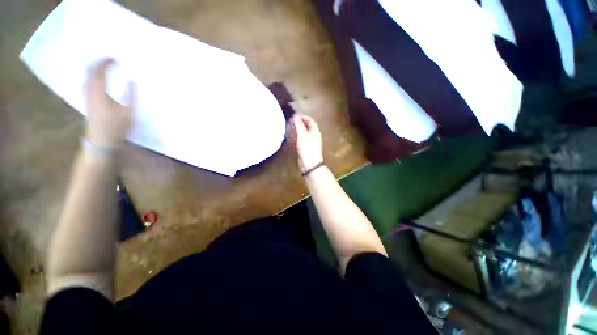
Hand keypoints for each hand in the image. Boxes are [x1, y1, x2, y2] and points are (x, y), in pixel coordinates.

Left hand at [84, 58, 134, 147]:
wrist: (102, 141)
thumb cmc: (118, 127)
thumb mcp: (128, 112)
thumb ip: (130, 95)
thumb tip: (132, 80)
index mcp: (100, 93)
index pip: (99, 71)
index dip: (106, 63)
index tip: (115, 59)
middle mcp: (90, 92)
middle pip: (90, 71)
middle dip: (98, 63)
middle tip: (109, 59)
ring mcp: (87, 97)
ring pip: (86, 76)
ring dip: (94, 68)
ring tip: (104, 65)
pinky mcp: (87, 101)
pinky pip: (87, 82)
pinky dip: (92, 76)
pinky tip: (97, 77)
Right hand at [291, 115, 323, 172]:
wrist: (310, 163)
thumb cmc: (307, 148)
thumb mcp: (302, 135)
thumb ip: (299, 125)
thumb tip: (296, 116)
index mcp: (315, 131)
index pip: (311, 121)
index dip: (303, 117)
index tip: (295, 116)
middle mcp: (314, 136)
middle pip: (307, 127)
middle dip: (300, 124)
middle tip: (291, 123)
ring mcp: (311, 143)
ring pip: (304, 134)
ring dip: (298, 131)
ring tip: (290, 129)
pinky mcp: (307, 148)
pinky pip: (302, 140)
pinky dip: (297, 138)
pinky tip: (291, 139)